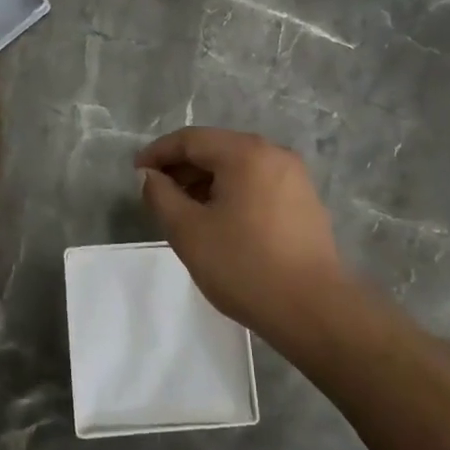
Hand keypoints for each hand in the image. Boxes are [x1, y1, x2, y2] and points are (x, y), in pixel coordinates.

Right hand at [135, 128, 350, 346]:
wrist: (313, 310)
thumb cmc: (244, 266)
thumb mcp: (188, 231)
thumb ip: (160, 196)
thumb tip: (149, 176)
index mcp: (246, 153)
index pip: (191, 139)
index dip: (158, 153)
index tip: (136, 173)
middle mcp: (274, 154)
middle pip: (217, 149)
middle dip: (182, 167)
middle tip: (156, 193)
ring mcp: (294, 178)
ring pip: (238, 167)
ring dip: (206, 181)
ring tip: (183, 210)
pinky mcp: (304, 202)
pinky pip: (257, 184)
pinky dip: (231, 193)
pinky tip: (218, 221)